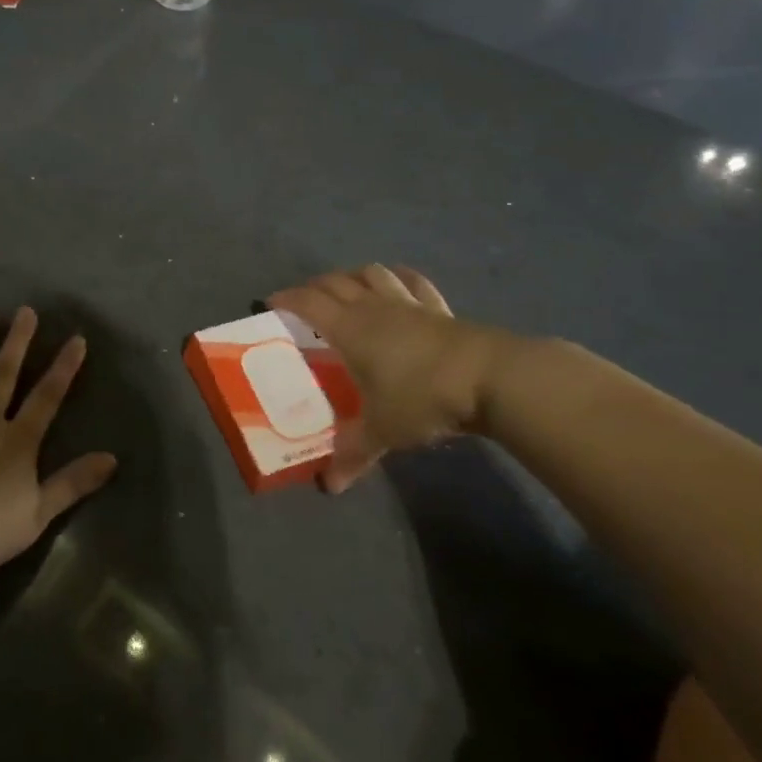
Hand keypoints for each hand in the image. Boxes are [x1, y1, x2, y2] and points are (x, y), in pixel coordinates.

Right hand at [270, 265, 514, 494]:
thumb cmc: (422, 397)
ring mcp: (408, 303)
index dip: (287, 299)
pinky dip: (399, 278)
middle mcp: (373, 307)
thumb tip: (329, 487)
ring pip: (372, 274)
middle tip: (305, 301)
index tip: (271, 302)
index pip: (308, 303)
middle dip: (315, 286)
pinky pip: (413, 282)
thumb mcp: (382, 431)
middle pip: (336, 282)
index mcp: (349, 329)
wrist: (489, 378)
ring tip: (348, 289)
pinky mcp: (438, 308)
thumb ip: (353, 455)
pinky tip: (398, 283)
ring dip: (354, 276)